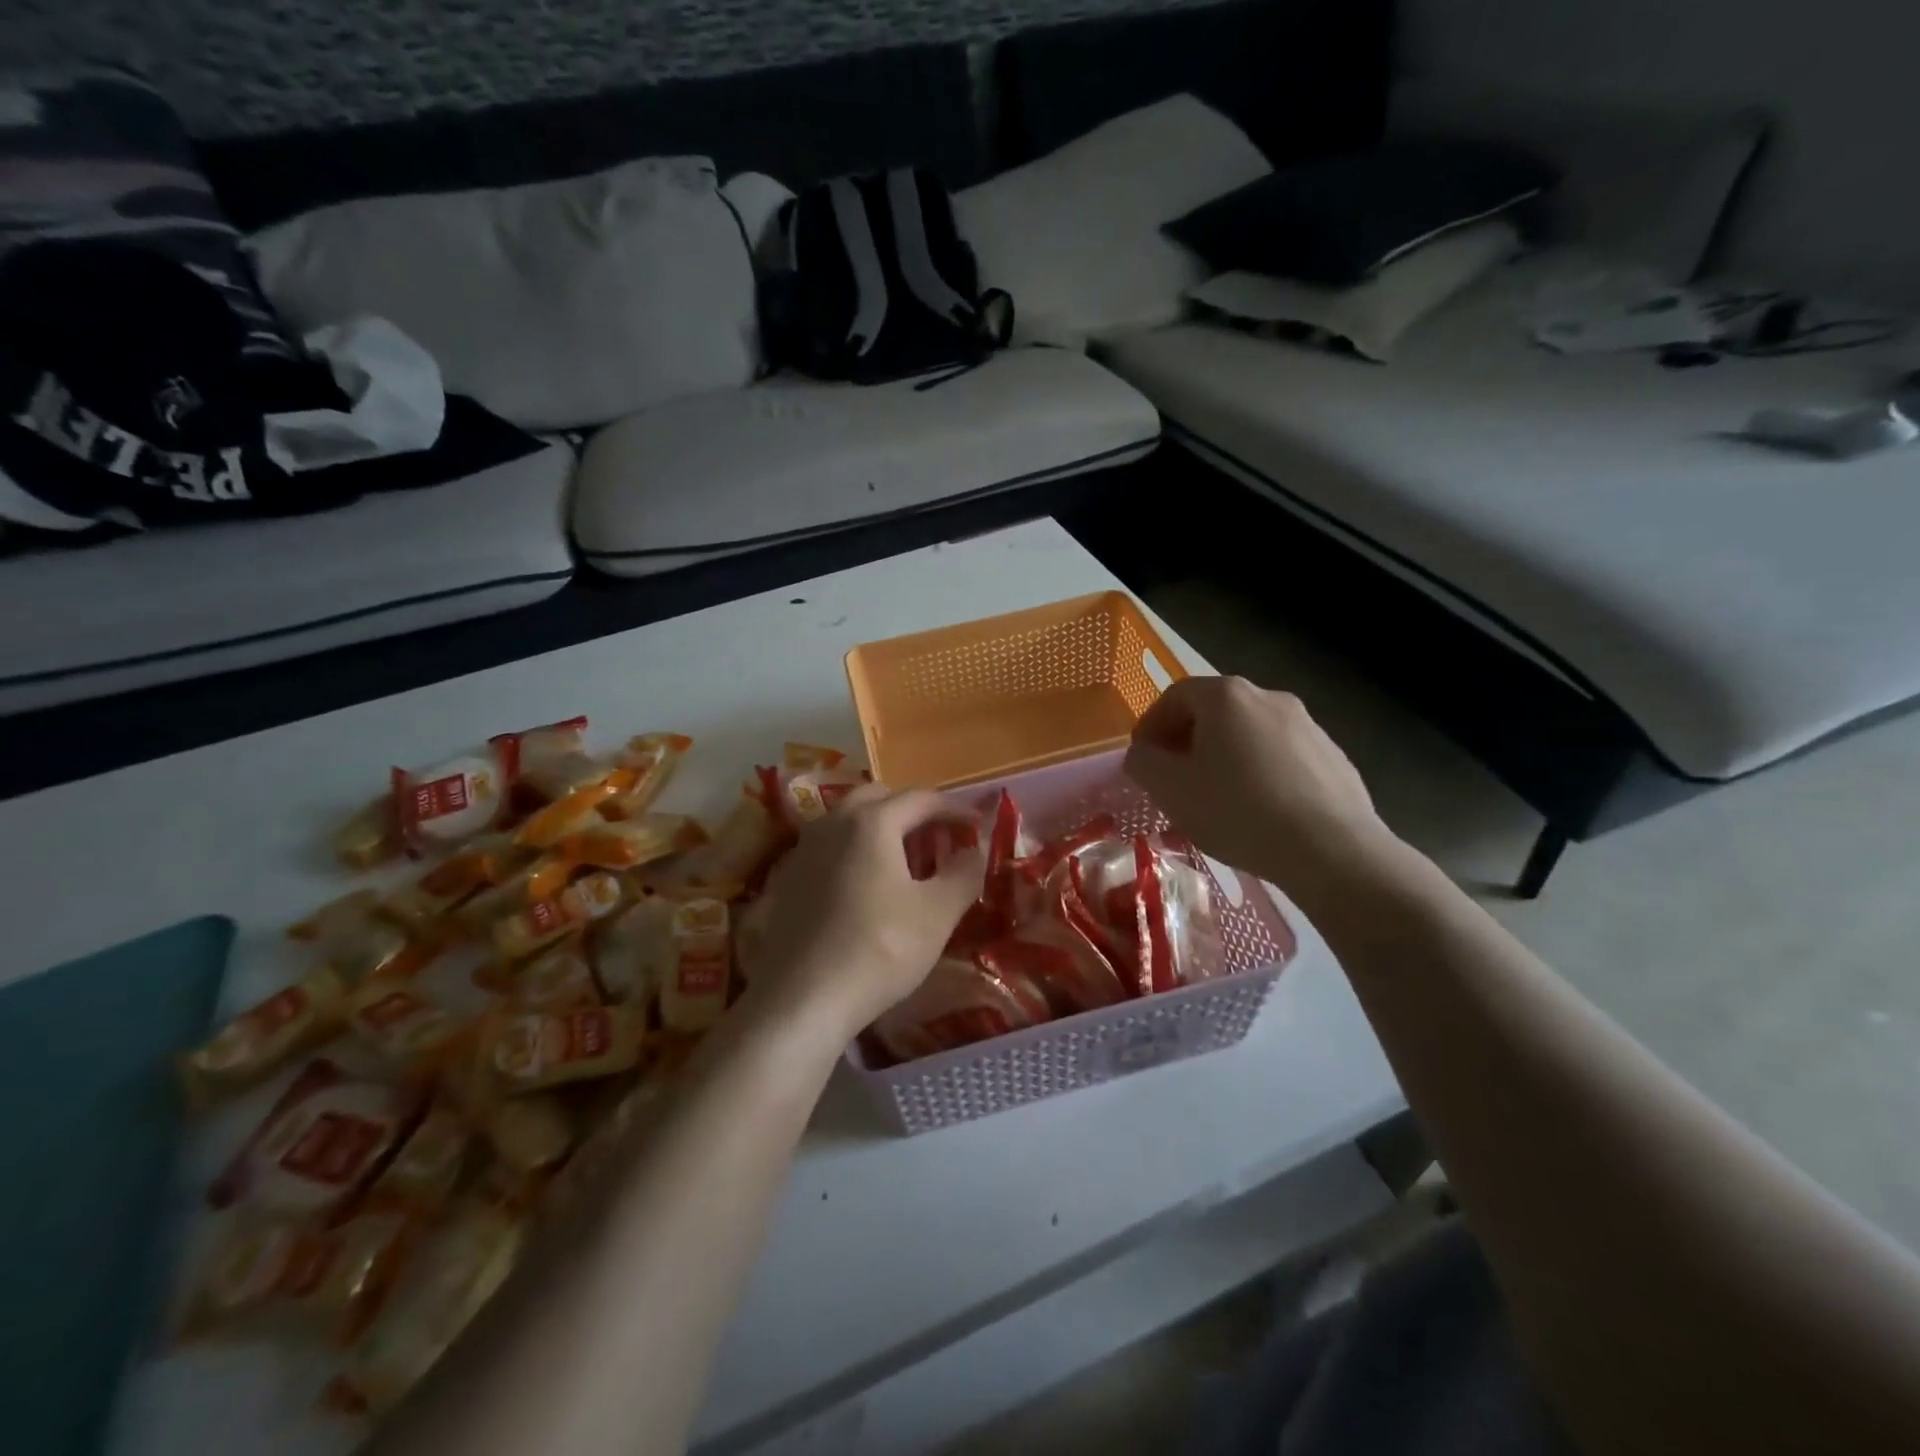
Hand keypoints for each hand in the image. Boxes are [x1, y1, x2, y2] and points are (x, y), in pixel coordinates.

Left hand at [742, 784, 985, 1043]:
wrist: (801, 1000)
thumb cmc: (879, 950)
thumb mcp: (937, 914)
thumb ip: (963, 873)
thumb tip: (972, 850)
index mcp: (871, 822)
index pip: (921, 799)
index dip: (953, 809)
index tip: (975, 826)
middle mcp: (832, 823)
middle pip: (878, 797)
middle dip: (910, 810)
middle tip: (936, 837)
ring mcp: (803, 850)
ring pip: (847, 821)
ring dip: (878, 829)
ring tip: (902, 860)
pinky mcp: (786, 879)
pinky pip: (828, 848)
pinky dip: (852, 852)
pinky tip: (863, 886)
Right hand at [1123, 676, 1393, 896]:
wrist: (1331, 850)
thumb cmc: (1237, 811)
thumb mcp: (1171, 789)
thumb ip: (1143, 762)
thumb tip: (1143, 754)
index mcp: (1226, 696)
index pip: (1174, 696)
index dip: (1151, 725)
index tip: (1143, 760)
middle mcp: (1269, 697)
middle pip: (1214, 712)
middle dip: (1187, 742)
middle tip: (1174, 780)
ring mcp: (1307, 725)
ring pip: (1249, 735)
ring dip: (1224, 758)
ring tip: (1216, 800)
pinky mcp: (1333, 756)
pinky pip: (1281, 757)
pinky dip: (1260, 773)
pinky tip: (1258, 811)